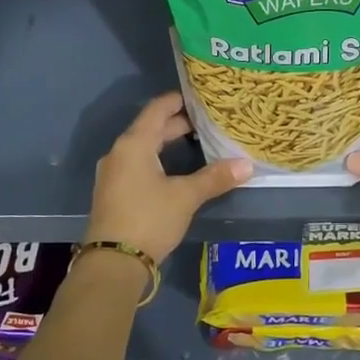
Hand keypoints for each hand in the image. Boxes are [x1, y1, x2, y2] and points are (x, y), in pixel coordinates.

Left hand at [84, 93, 251, 264]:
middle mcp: (119, 152)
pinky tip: (174, 170)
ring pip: (143, 148)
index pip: (157, 109)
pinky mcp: (113, 192)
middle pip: (150, 128)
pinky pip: (137, 164)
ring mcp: (113, 173)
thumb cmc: (149, 219)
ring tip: (195, 143)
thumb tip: (247, 165)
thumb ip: (214, 178)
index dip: (178, 100)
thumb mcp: (185, 197)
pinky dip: (157, 159)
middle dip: (177, 124)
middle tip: (207, 123)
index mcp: (134, 144)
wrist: (113, 262)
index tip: (200, 97)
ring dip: (166, 143)